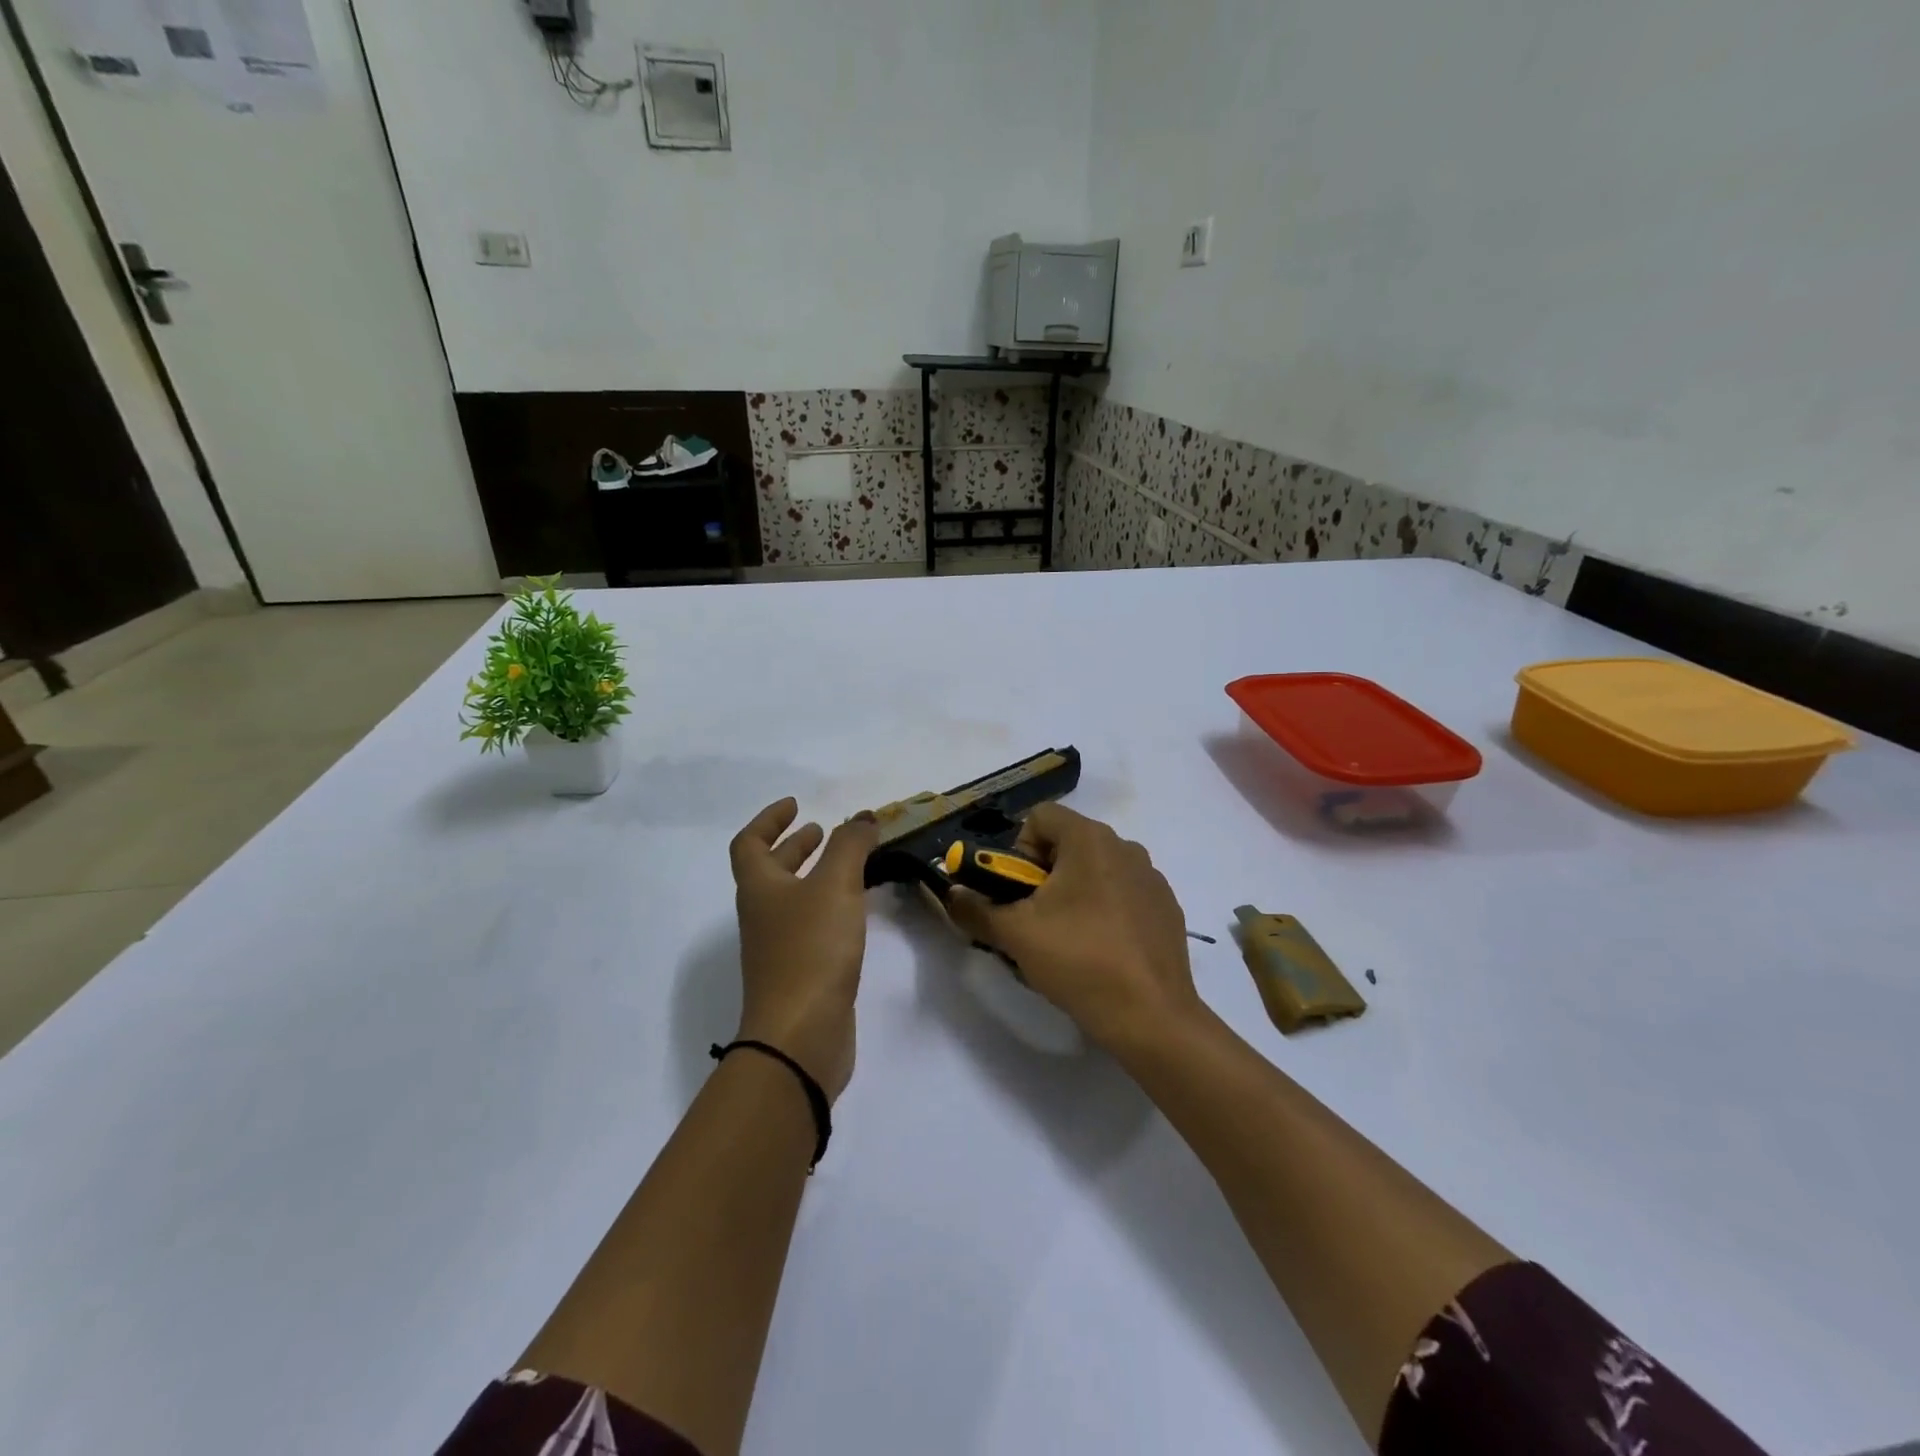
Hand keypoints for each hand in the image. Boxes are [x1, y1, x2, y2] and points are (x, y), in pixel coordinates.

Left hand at [728, 799, 878, 1102]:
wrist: (801, 1035)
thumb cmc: (811, 949)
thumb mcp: (834, 885)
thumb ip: (850, 845)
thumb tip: (861, 818)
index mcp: (759, 888)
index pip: (749, 843)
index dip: (769, 820)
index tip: (795, 805)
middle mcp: (763, 914)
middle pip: (770, 871)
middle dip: (794, 847)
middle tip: (822, 832)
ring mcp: (779, 947)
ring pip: (793, 899)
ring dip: (814, 876)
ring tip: (848, 866)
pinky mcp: (801, 973)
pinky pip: (811, 926)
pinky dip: (829, 907)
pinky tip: (855, 911)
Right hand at [946, 804, 1201, 1055]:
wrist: (1152, 1016)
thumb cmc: (1079, 961)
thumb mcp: (1014, 935)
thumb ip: (975, 908)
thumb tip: (952, 894)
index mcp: (1090, 839)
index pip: (1040, 818)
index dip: (1017, 850)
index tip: (1016, 892)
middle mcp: (1125, 847)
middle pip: (1067, 844)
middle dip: (1042, 876)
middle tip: (1033, 921)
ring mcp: (1151, 878)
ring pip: (1095, 871)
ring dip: (1072, 894)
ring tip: (1066, 941)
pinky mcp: (1166, 908)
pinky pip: (1122, 895)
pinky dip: (1104, 912)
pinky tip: (1101, 952)